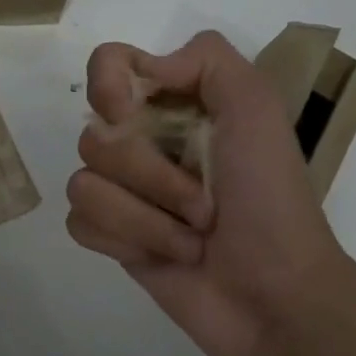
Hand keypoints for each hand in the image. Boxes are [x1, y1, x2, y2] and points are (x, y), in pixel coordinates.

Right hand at [68, 31, 347, 355]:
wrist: (274, 296)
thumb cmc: (271, 200)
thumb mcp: (257, 109)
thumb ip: (207, 59)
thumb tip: (143, 69)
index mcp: (175, 104)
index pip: (108, 65)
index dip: (108, 87)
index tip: (133, 116)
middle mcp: (143, 141)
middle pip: (92, 134)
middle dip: (150, 175)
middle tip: (202, 203)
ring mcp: (125, 192)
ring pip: (83, 184)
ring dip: (146, 218)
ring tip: (191, 238)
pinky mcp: (113, 237)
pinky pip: (81, 222)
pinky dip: (126, 241)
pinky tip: (164, 256)